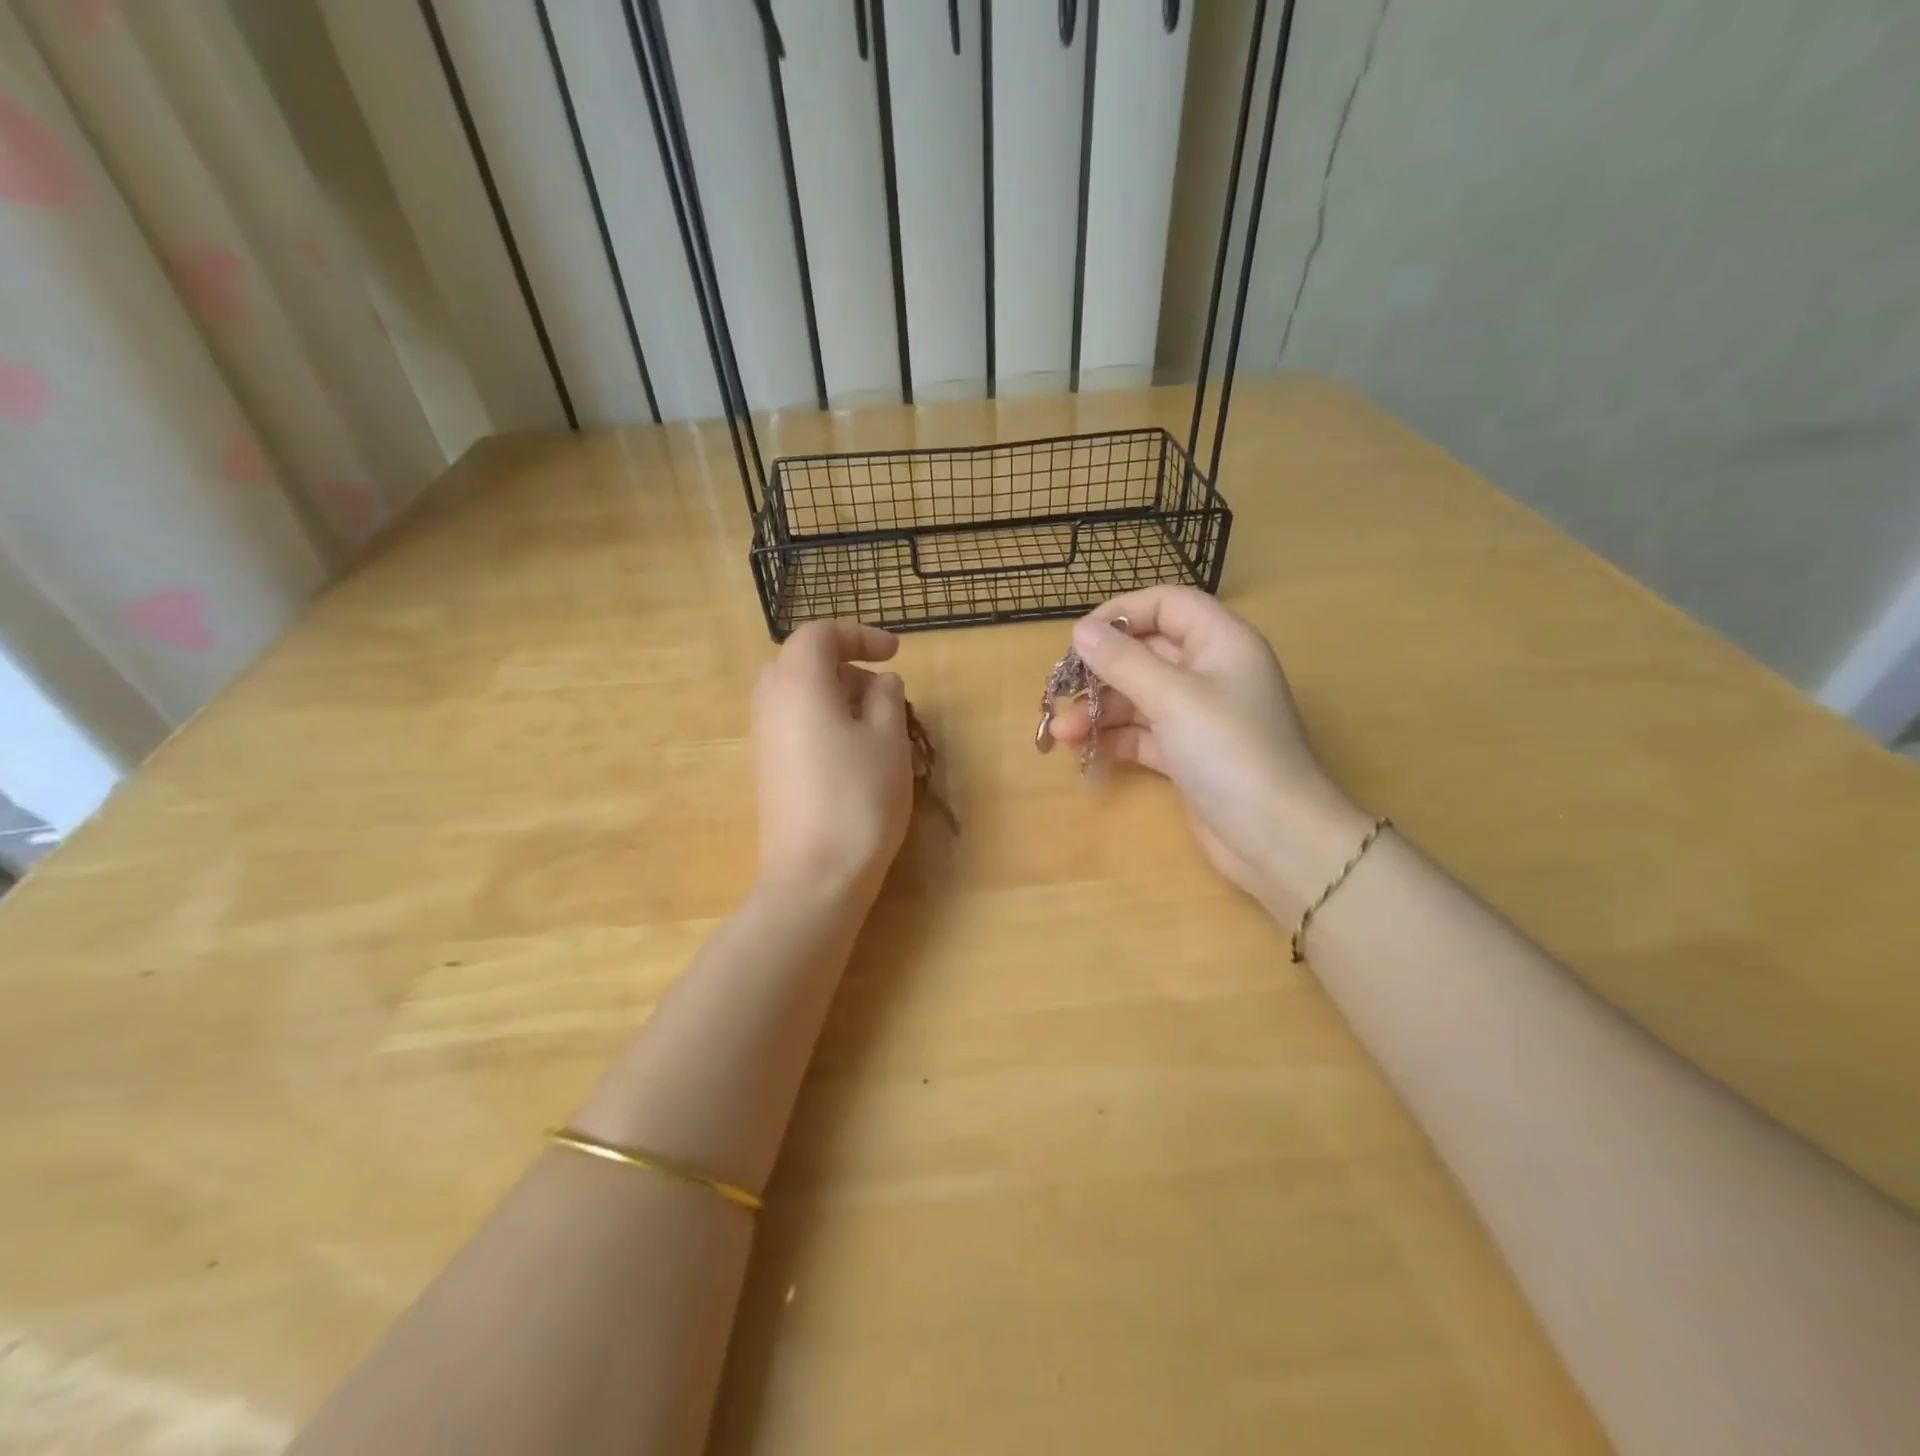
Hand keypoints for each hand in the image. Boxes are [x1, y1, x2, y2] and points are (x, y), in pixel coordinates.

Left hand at [751, 622, 913, 901]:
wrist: (814, 876)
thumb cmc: (858, 798)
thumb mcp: (888, 739)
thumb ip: (886, 697)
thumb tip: (880, 681)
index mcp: (798, 684)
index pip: (819, 635)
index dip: (859, 635)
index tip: (895, 653)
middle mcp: (770, 704)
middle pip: (801, 662)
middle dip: (844, 666)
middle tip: (881, 691)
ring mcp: (764, 740)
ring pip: (797, 695)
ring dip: (835, 696)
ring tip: (875, 726)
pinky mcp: (768, 770)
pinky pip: (793, 724)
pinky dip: (822, 721)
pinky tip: (854, 754)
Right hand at [1047, 587, 1371, 915]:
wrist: (1276, 838)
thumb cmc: (1229, 751)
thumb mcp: (1172, 697)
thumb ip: (1123, 661)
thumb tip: (1081, 630)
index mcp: (1221, 642)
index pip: (1166, 605)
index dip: (1122, 613)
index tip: (1080, 639)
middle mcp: (1211, 672)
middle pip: (1146, 653)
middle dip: (1100, 672)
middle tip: (1059, 692)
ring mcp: (1200, 716)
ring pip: (1139, 697)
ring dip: (1098, 711)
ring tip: (1061, 734)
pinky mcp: (1189, 754)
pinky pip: (1143, 734)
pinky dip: (1114, 739)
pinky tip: (1083, 751)